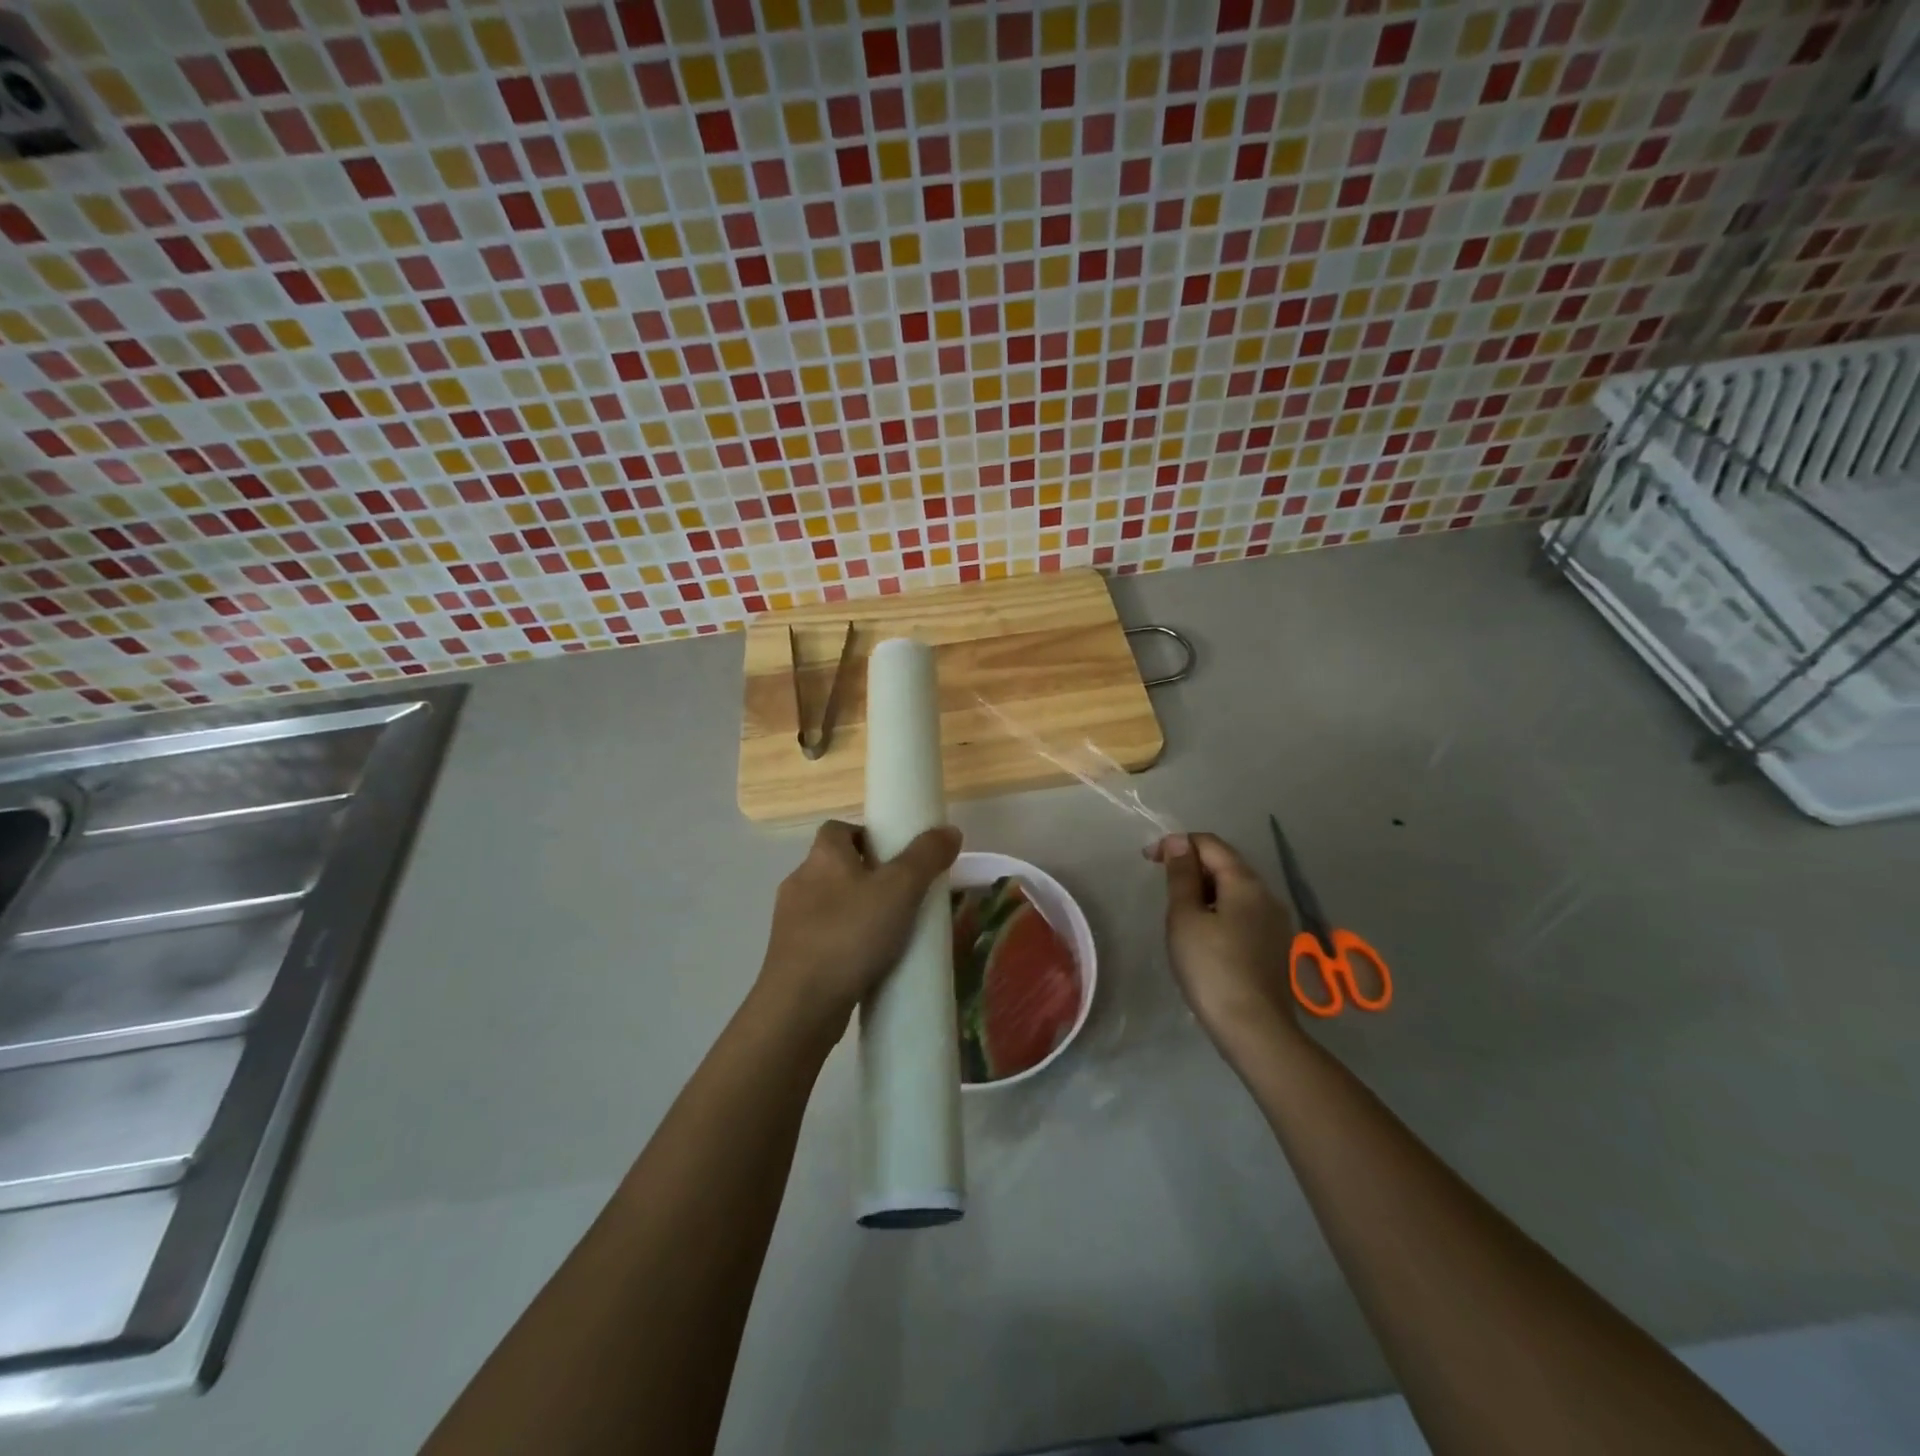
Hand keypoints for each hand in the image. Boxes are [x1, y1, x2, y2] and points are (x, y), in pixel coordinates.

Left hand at [757, 819, 961, 1038]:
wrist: (800, 1006)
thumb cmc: (850, 934)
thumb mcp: (900, 889)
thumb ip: (926, 857)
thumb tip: (949, 830)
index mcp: (822, 857)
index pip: (838, 829)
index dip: (866, 836)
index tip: (896, 856)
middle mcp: (800, 882)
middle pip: (836, 866)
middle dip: (868, 876)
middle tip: (904, 896)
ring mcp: (790, 922)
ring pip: (829, 904)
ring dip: (857, 912)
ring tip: (891, 932)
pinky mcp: (790, 957)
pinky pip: (823, 938)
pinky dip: (845, 943)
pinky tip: (869, 962)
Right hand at [1150, 832, 1299, 1046]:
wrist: (1254, 1029)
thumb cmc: (1211, 968)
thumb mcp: (1185, 917)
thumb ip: (1181, 876)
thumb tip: (1178, 841)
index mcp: (1245, 882)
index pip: (1210, 844)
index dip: (1177, 843)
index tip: (1149, 860)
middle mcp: (1266, 894)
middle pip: (1226, 863)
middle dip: (1192, 866)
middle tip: (1162, 886)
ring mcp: (1274, 921)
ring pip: (1235, 889)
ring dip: (1205, 889)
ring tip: (1179, 911)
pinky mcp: (1274, 945)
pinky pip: (1243, 912)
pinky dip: (1219, 909)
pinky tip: (1203, 934)